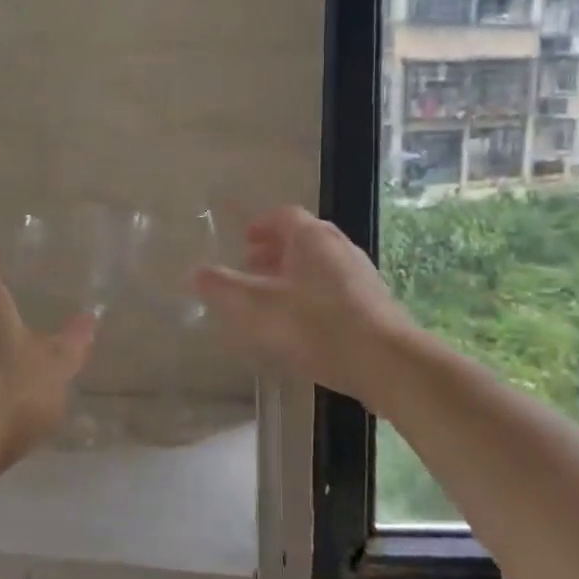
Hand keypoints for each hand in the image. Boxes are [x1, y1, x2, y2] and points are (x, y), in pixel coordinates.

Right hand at [192, 206, 417, 405]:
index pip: (284, 216)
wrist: (385, 362)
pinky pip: (335, 287)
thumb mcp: (257, 307)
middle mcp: (339, 247)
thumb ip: (223, 288)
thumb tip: (194, 273)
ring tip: (273, 297)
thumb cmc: (315, 325)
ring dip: (294, 273)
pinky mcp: (374, 303)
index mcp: (311, 238)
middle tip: (252, 267)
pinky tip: (303, 323)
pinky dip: (313, 294)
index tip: (245, 241)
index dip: (262, 225)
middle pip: (303, 238)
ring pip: (320, 264)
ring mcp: (361, 274)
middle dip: (276, 250)